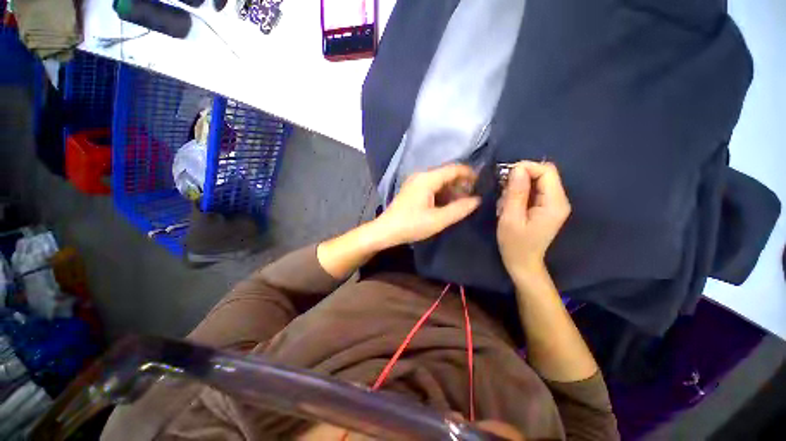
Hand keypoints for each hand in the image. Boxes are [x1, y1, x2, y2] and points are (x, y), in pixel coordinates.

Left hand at [373, 164, 480, 247]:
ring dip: (452, 190)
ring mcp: (415, 182)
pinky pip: (432, 187)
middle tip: (473, 197)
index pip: (454, 169)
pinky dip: (442, 194)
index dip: (470, 174)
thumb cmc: (411, 225)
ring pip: (439, 181)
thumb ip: (459, 209)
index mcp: (427, 179)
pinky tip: (447, 205)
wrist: (385, 231)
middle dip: (461, 184)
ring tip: (462, 203)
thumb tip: (477, 200)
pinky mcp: (412, 190)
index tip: (482, 184)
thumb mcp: (438, 220)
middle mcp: (421, 176)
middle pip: (447, 174)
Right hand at [497, 162, 570, 278]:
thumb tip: (517, 169)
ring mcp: (553, 204)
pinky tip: (509, 206)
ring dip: (517, 187)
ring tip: (504, 204)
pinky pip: (533, 190)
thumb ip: (515, 193)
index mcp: (554, 203)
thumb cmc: (515, 244)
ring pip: (536, 181)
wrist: (523, 263)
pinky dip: (519, 193)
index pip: (546, 171)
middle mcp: (559, 200)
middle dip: (520, 178)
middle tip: (503, 192)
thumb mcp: (510, 218)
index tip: (505, 176)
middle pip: (543, 174)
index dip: (526, 168)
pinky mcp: (545, 207)